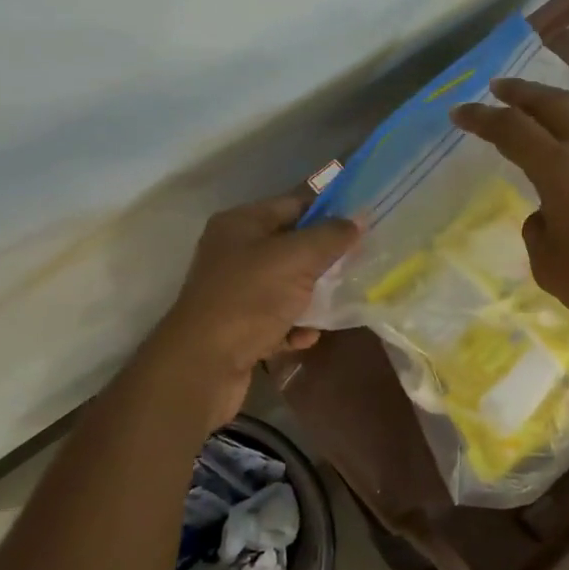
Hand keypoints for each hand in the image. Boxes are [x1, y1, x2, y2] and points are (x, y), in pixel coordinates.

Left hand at [147, 193, 359, 426]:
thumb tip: (358, 219)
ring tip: (341, 301)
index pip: (294, 204)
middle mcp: (234, 252)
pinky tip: (307, 337)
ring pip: (286, 285)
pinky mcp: (238, 327)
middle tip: (360, 263)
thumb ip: (331, 236)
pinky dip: (295, 326)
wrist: (204, 365)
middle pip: (291, 246)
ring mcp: (235, 291)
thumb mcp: (296, 259)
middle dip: (325, 256)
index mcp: (242, 224)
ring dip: (313, 295)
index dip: (329, 210)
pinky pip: (276, 319)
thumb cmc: (250, 299)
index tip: (364, 223)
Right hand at [451, 80, 568, 335]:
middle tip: (499, 88)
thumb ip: (539, 232)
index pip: (512, 130)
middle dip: (520, 93)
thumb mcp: (550, 267)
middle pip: (551, 103)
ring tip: (547, 100)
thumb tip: (546, 216)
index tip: (460, 112)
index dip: (482, 118)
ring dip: (560, 97)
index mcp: (559, 168)